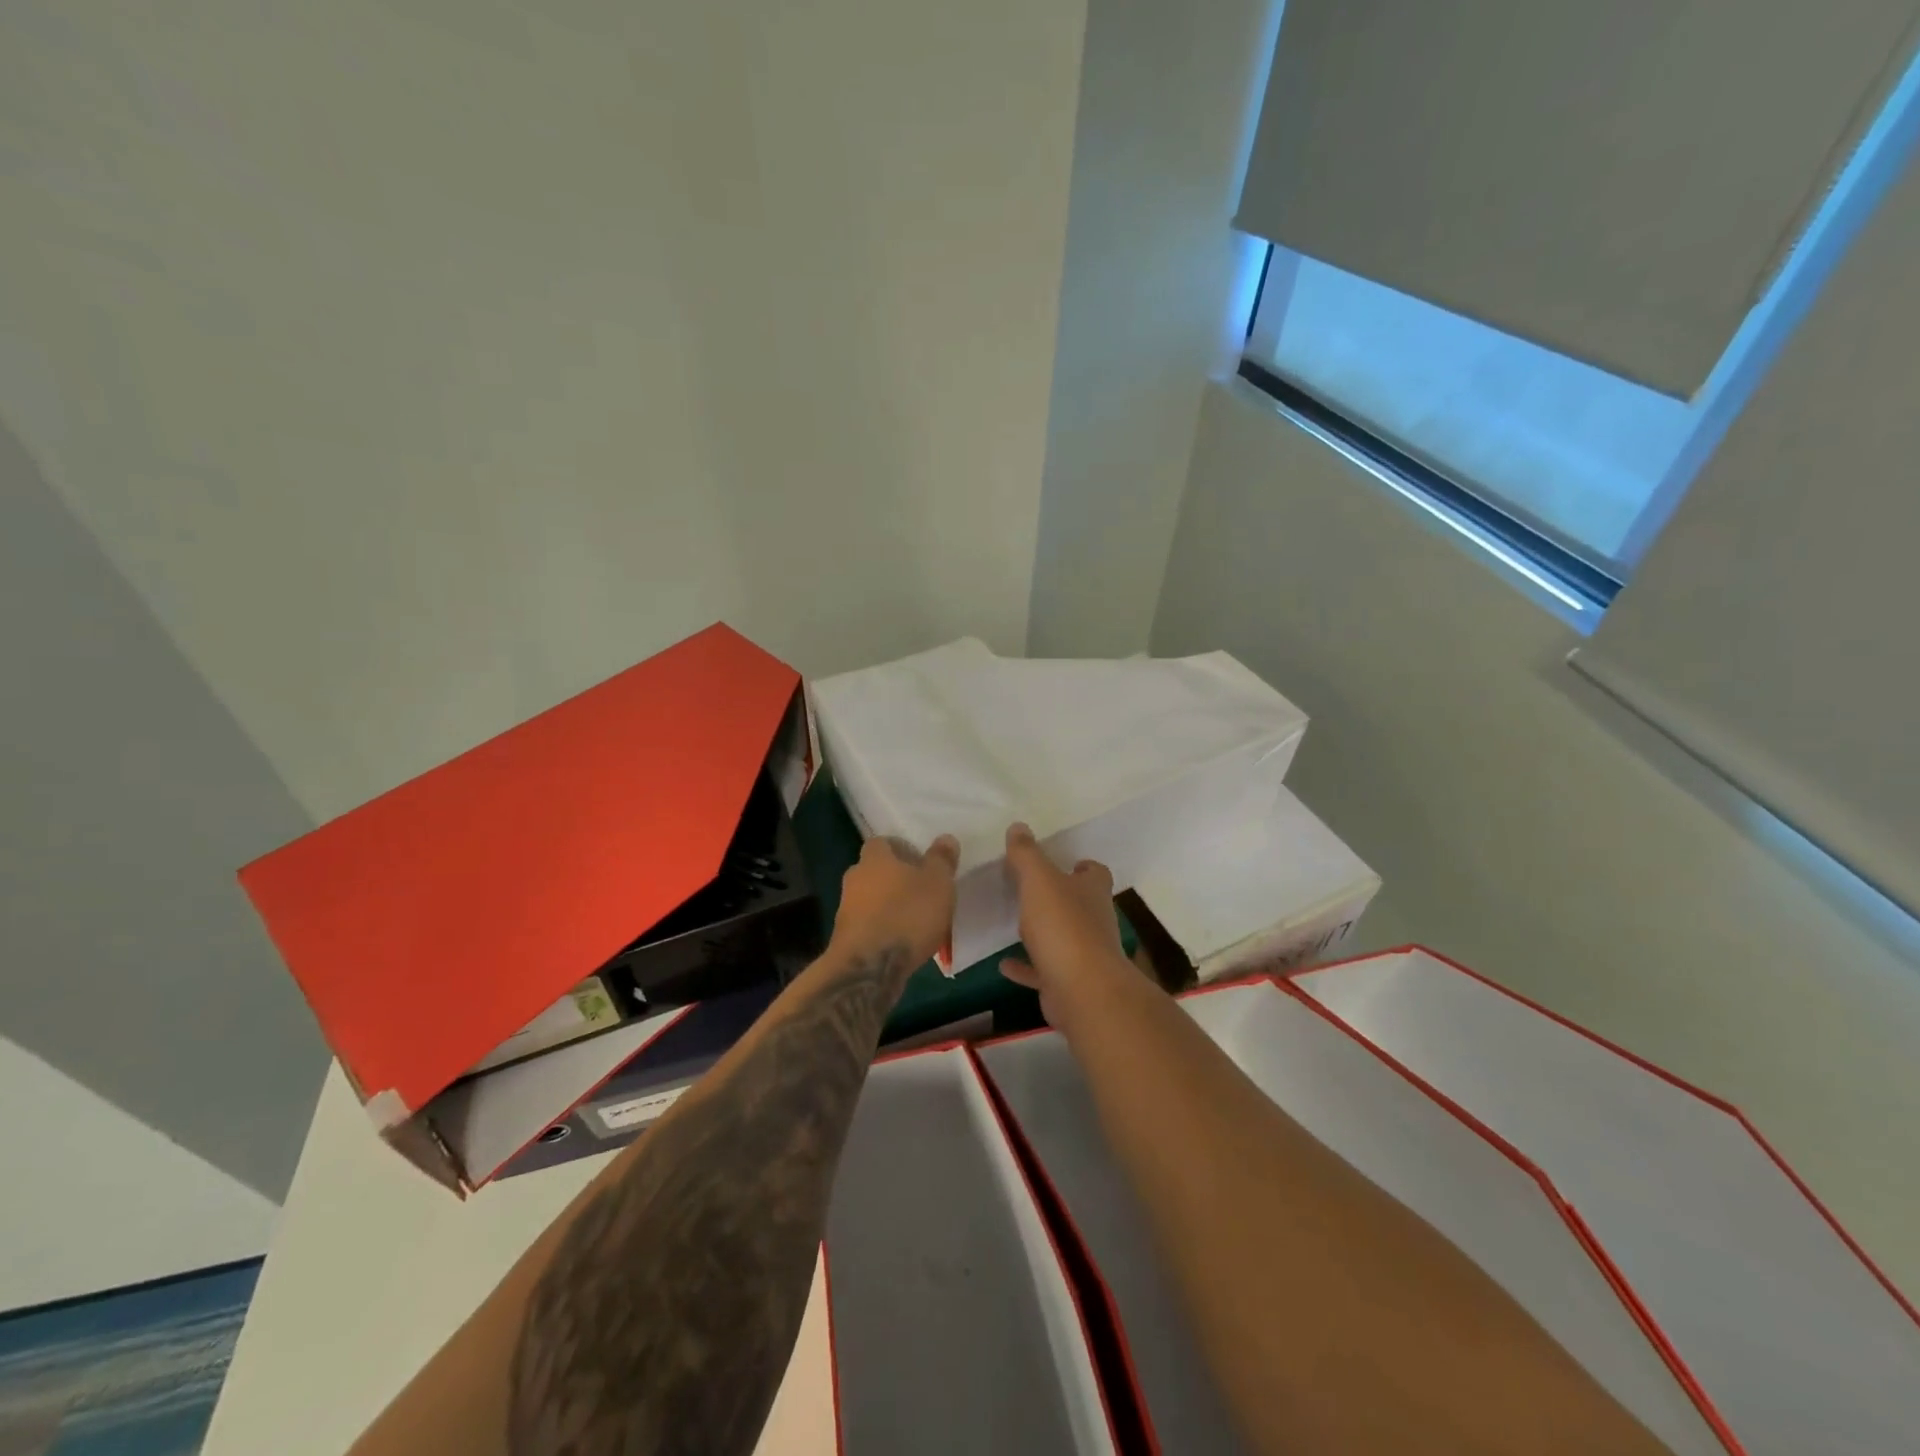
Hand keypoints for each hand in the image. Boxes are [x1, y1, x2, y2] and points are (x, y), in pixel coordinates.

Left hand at [830, 834, 959, 970]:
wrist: (869, 968)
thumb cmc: (907, 915)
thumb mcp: (937, 883)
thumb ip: (941, 859)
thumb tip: (945, 838)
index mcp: (874, 858)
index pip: (883, 842)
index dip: (902, 850)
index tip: (921, 863)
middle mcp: (855, 878)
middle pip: (875, 871)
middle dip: (896, 879)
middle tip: (922, 892)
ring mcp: (846, 910)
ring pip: (871, 900)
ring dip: (889, 906)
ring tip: (915, 922)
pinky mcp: (845, 939)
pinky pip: (869, 926)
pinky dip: (883, 930)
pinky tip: (902, 944)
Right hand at [999, 822, 1131, 1030]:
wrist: (1082, 991)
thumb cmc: (1063, 926)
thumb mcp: (1039, 881)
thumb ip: (1027, 854)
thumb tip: (1019, 826)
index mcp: (1092, 891)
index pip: (1095, 872)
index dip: (1081, 866)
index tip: (1062, 862)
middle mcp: (1094, 920)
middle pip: (1079, 904)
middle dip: (1059, 897)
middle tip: (1028, 888)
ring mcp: (1084, 954)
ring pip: (1062, 937)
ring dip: (1042, 931)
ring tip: (1013, 923)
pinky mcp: (1068, 982)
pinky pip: (1043, 970)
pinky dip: (1025, 965)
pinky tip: (1003, 963)